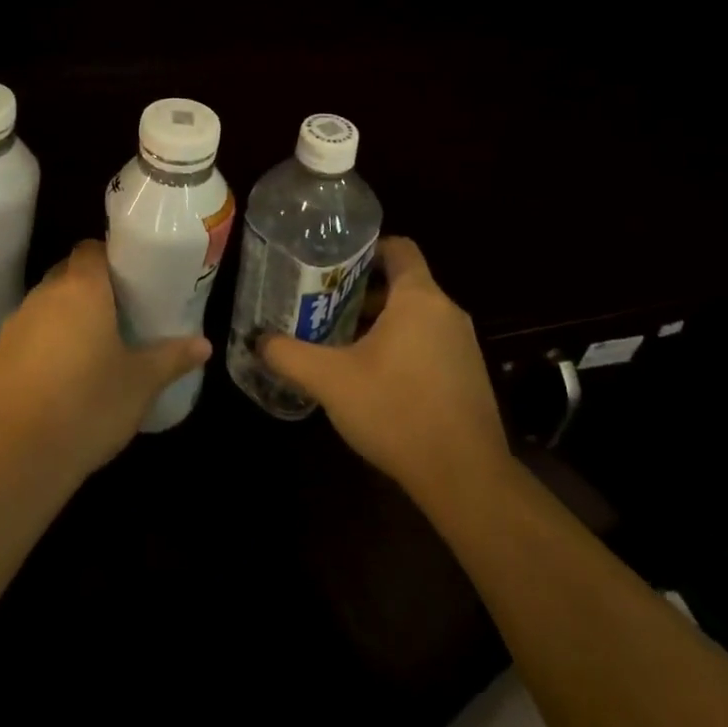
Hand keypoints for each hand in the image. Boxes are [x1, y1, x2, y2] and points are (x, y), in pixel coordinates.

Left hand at [0, 240, 211, 486]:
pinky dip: (46, 344)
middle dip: (91, 287)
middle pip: (68, 273)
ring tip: (94, 346)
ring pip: (47, 304)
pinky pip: (29, 334)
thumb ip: (171, 358)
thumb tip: (204, 344)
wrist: (12, 456)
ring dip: (67, 316)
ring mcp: (15, 323)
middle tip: (120, 312)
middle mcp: (45, 295)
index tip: (131, 277)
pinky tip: (62, 376)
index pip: (91, 248)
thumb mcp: (140, 383)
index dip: (110, 256)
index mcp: (82, 288)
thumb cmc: (87, 405)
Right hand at [259, 237, 510, 512]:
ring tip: (341, 342)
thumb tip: (258, 340)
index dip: (366, 248)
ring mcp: (463, 346)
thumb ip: (289, 355)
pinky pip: (430, 343)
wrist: (465, 478)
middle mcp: (447, 312)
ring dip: (381, 322)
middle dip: (363, 291)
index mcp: (419, 298)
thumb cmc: (397, 411)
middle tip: (324, 304)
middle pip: (403, 283)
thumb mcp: (330, 380)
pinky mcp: (469, 376)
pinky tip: (374, 378)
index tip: (334, 263)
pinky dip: (402, 347)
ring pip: (416, 316)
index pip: (399, 248)